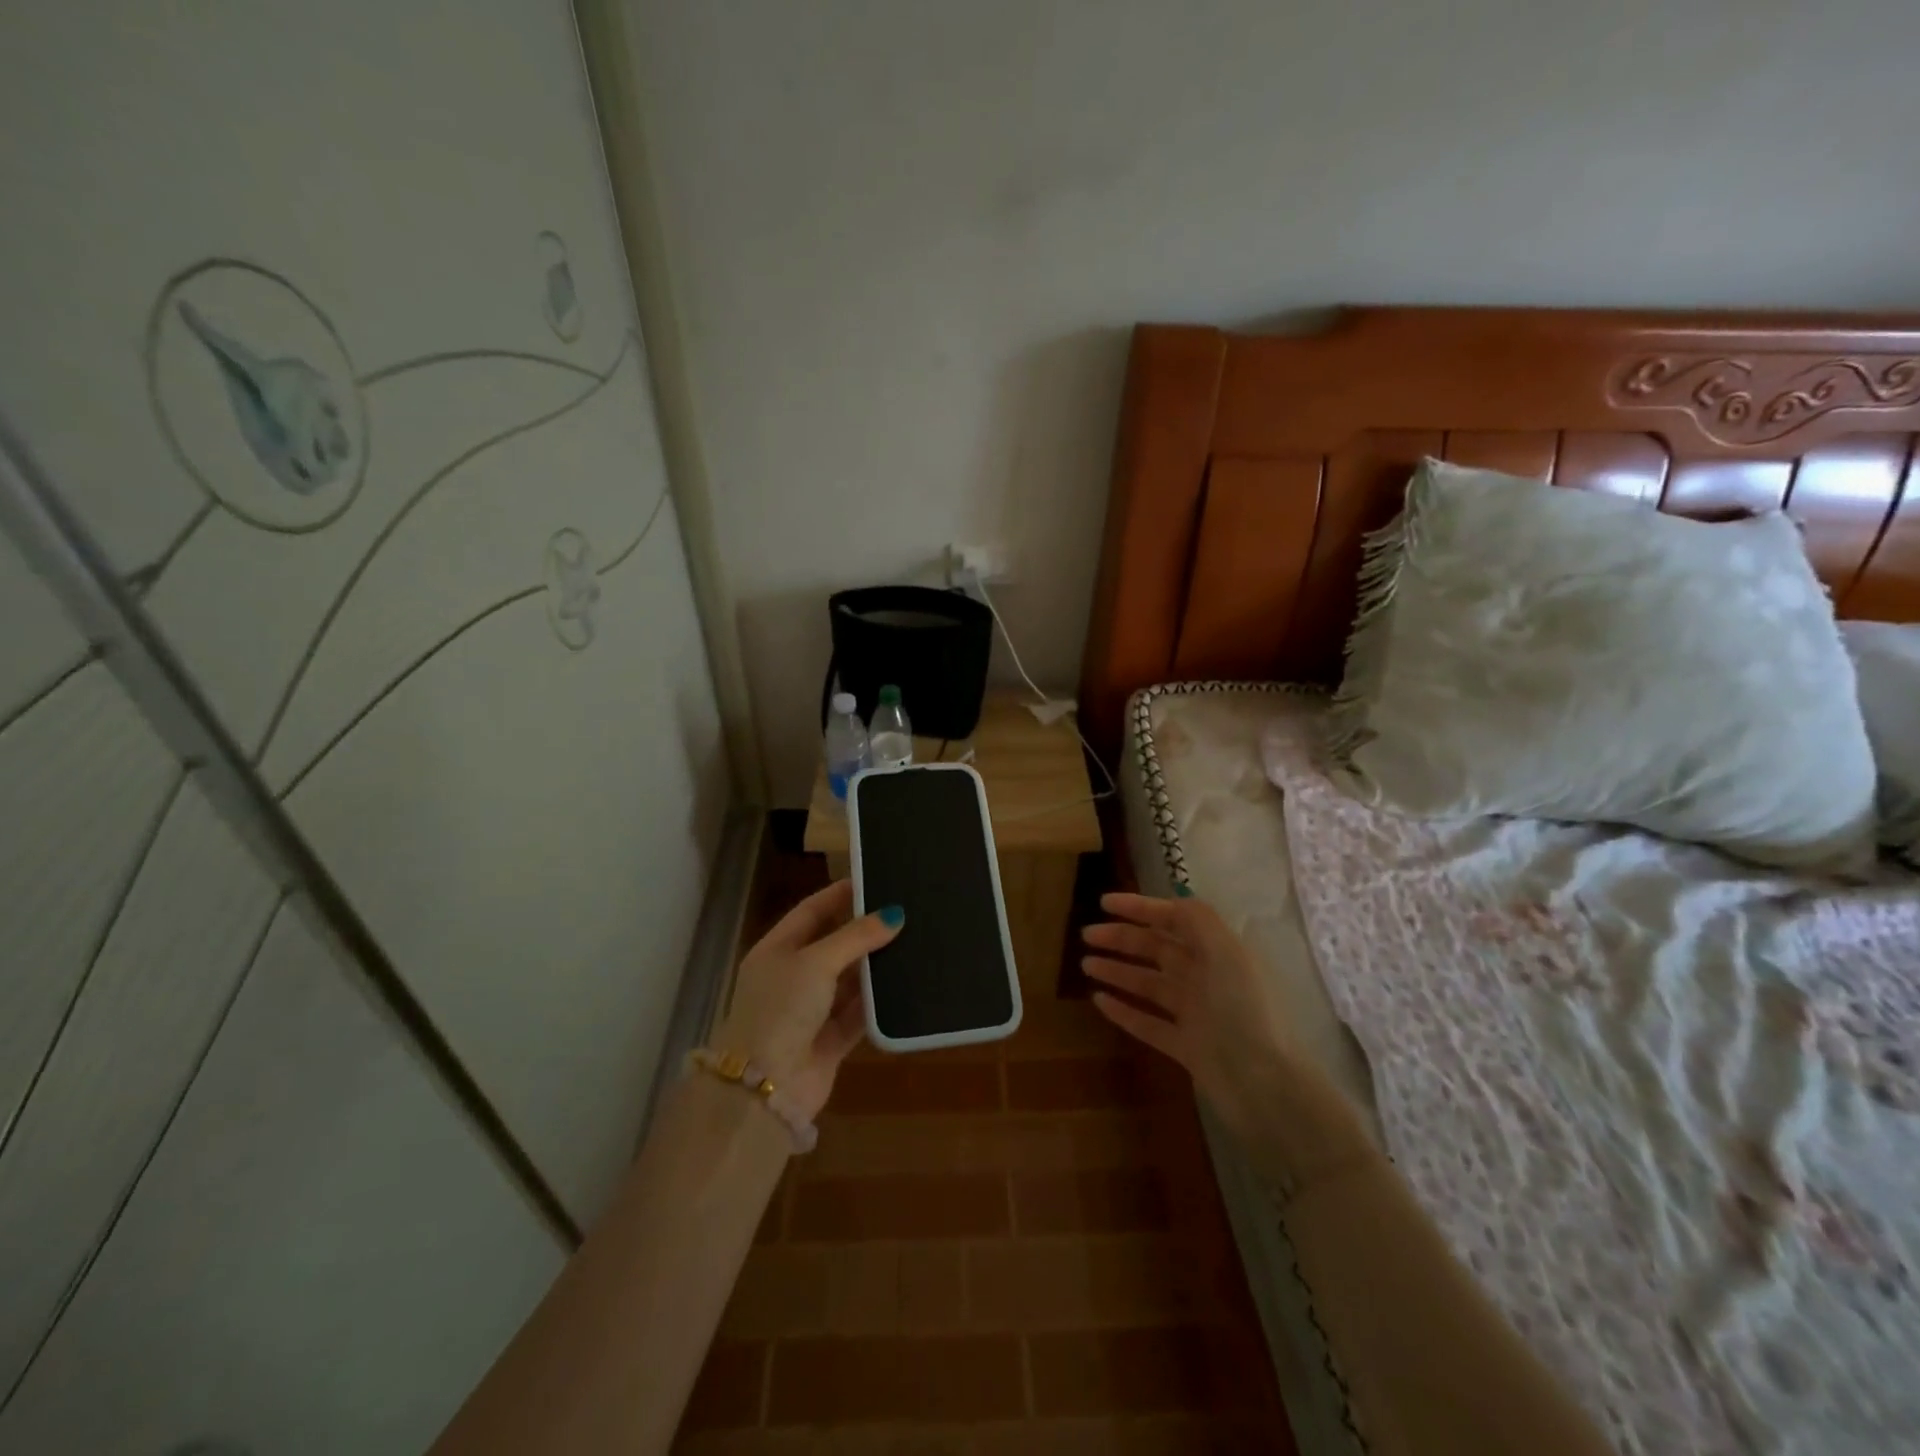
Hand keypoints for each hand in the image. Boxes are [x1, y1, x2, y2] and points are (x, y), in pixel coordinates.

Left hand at [712, 879, 902, 1121]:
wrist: (765, 1087)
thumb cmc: (781, 1009)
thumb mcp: (816, 962)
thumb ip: (855, 937)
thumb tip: (895, 914)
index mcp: (776, 951)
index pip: (811, 911)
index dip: (839, 895)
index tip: (874, 880)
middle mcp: (792, 977)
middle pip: (833, 945)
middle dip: (864, 930)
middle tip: (904, 910)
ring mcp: (811, 1010)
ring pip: (849, 980)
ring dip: (875, 966)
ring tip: (914, 941)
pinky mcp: (830, 1041)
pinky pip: (858, 1013)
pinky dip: (878, 1001)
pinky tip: (907, 983)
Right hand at [1081, 889, 1294, 1137]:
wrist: (1265, 1085)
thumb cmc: (1244, 1009)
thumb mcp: (1225, 951)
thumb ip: (1196, 919)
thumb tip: (1168, 902)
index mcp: (1218, 951)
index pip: (1175, 918)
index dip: (1140, 908)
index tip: (1104, 902)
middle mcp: (1207, 977)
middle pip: (1157, 949)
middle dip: (1122, 938)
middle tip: (1086, 934)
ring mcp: (1196, 1014)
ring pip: (1149, 984)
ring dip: (1118, 971)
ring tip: (1086, 964)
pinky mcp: (1186, 1047)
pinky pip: (1148, 1023)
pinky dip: (1124, 1010)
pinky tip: (1098, 1000)